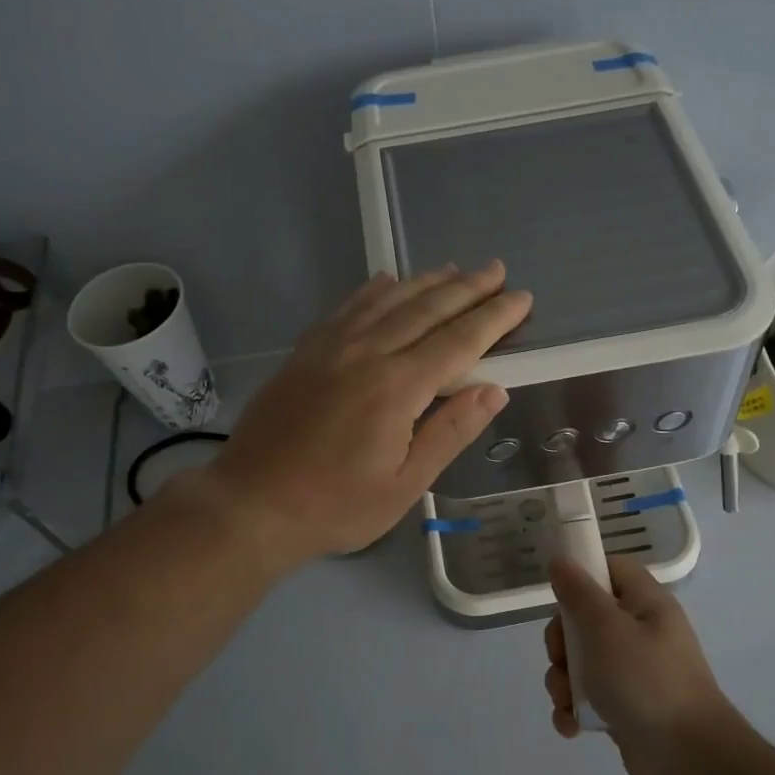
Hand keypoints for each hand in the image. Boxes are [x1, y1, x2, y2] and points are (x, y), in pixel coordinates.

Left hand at [187, 263, 531, 572]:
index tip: (521, 298)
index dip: (494, 318)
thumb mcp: (405, 485)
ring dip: (426, 282)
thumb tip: (494, 390)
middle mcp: (367, 354)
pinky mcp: (305, 352)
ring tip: (454, 270)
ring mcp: (331, 348)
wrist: (252, 504)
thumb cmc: (336, 505)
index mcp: (397, 388)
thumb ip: (450, 432)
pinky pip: (348, 308)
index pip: (459, 342)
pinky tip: (387, 281)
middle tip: (497, 271)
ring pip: (388, 301)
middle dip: (467, 288)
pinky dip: (374, 290)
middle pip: (427, 310)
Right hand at [544, 555, 741, 774]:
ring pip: (582, 661)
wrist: (690, 759)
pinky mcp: (626, 707)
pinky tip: (572, 726)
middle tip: (561, 659)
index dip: (582, 577)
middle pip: (586, 618)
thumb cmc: (646, 680)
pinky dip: (575, 710)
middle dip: (562, 642)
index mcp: (646, 603)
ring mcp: (635, 672)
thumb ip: (578, 593)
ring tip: (566, 701)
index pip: (611, 570)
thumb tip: (561, 560)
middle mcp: (642, 632)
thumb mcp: (605, 628)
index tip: (558, 598)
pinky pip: (590, 697)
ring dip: (564, 681)